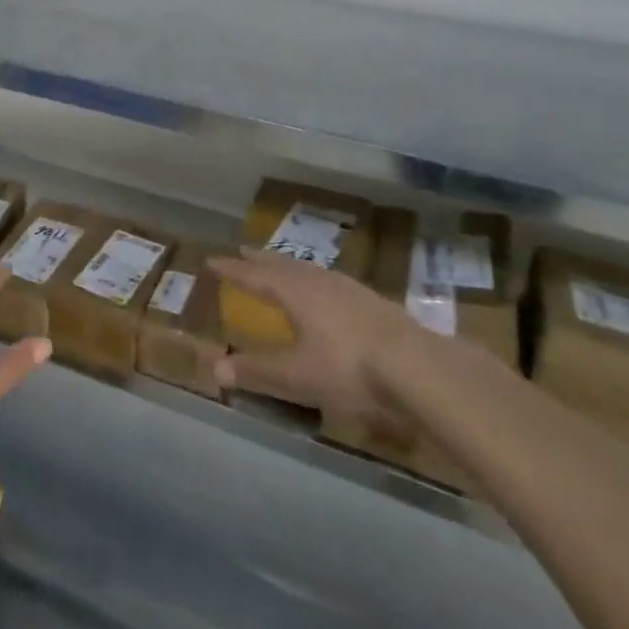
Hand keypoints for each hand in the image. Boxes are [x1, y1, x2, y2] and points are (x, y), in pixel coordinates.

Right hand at [208, 250, 418, 425]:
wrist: (416, 366)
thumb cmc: (347, 367)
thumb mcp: (297, 376)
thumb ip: (257, 372)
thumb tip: (216, 368)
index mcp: (293, 292)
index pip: (254, 276)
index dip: (232, 270)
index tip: (211, 261)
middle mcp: (317, 281)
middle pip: (282, 265)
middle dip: (260, 261)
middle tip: (243, 252)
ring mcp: (346, 287)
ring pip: (308, 269)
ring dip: (288, 266)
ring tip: (280, 267)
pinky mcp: (369, 299)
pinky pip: (329, 279)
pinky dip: (313, 278)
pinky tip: (324, 291)